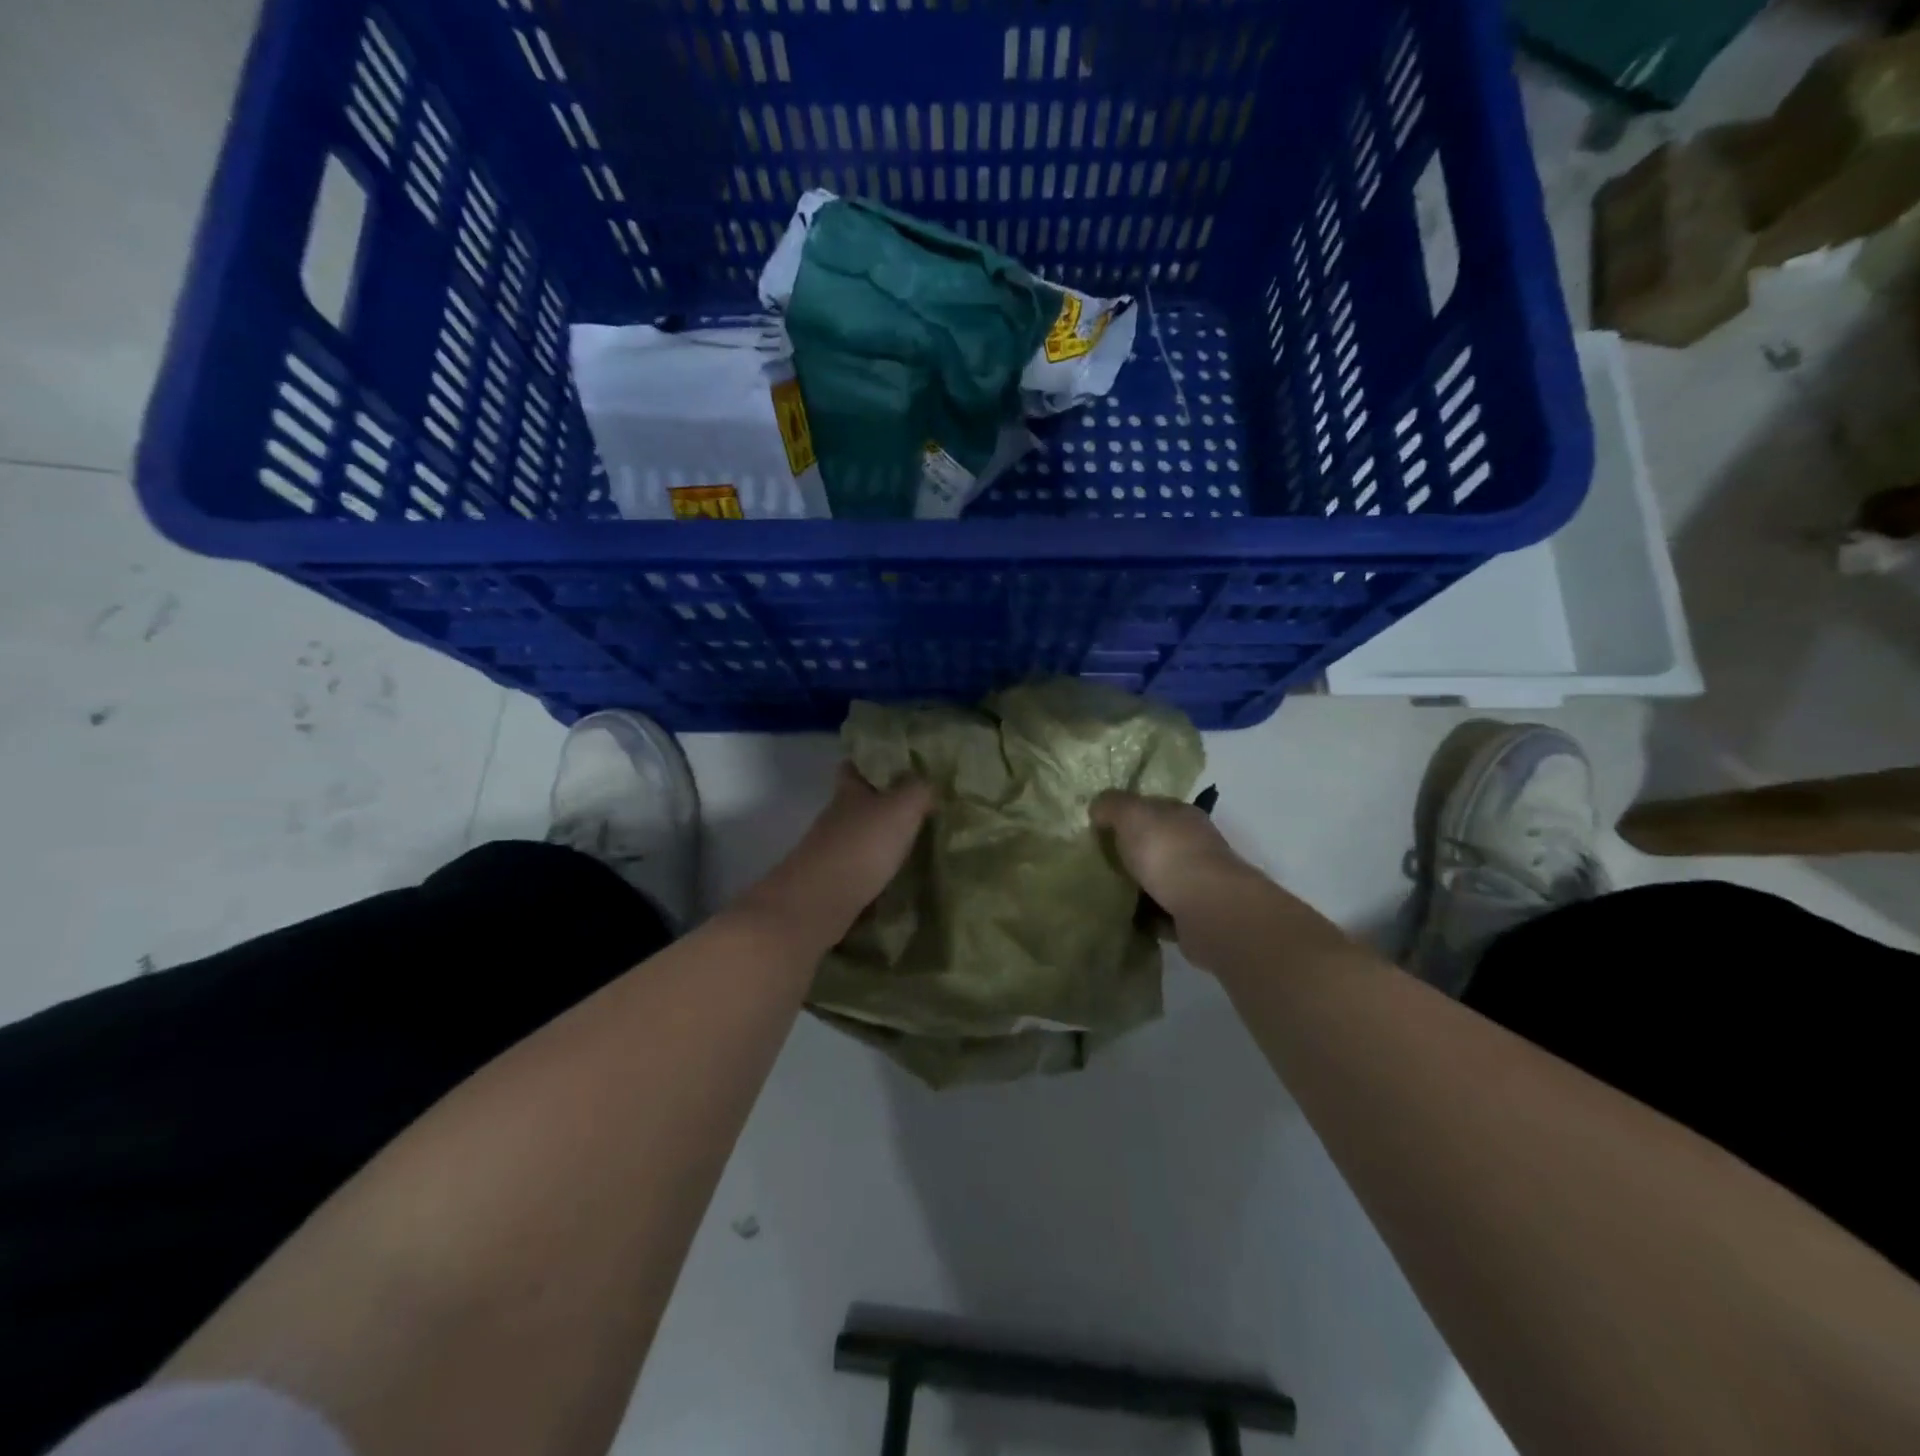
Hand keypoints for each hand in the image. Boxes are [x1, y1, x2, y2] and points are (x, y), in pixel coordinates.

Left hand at [738, 766, 932, 947]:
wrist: (818, 903)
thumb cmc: (861, 846)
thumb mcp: (901, 808)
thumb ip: (919, 790)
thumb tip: (929, 782)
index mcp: (848, 792)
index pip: (854, 766)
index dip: (871, 761)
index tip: (897, 764)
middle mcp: (836, 818)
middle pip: (858, 803)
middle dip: (884, 803)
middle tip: (920, 807)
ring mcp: (832, 852)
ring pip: (860, 837)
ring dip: (883, 839)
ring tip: (918, 843)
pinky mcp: (834, 883)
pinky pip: (861, 869)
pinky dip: (879, 870)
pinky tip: (901, 876)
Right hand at [1091, 791, 1255, 922]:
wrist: (1207, 907)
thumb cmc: (1167, 852)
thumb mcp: (1131, 814)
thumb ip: (1111, 805)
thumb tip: (1098, 808)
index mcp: (1183, 815)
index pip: (1152, 808)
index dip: (1126, 815)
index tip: (1100, 829)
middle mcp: (1195, 845)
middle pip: (1155, 845)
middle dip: (1130, 855)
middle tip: (1099, 864)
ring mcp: (1198, 882)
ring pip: (1159, 881)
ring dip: (1138, 889)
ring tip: (1106, 895)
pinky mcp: (1196, 916)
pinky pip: (1163, 914)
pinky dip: (1147, 918)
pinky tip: (1126, 920)